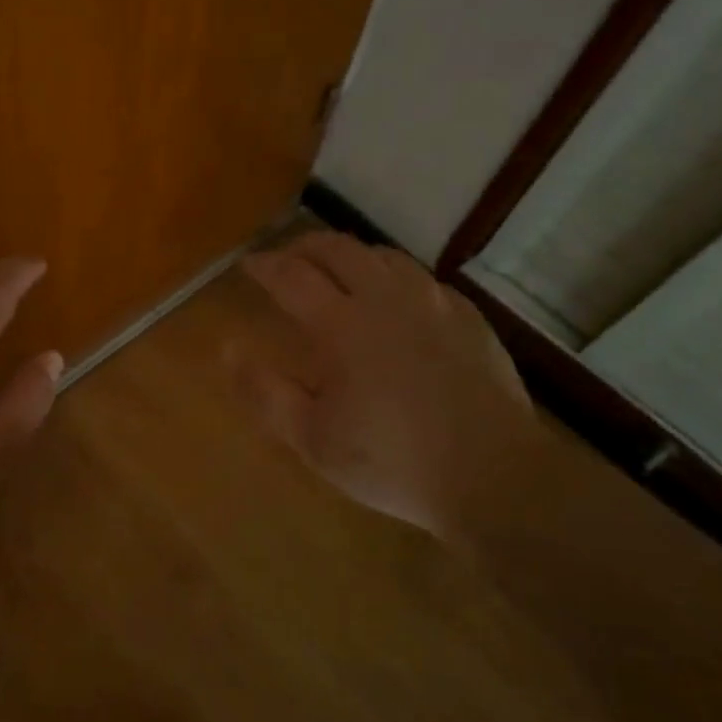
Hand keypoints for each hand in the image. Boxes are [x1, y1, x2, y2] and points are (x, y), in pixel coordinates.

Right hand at [230, 232, 545, 545]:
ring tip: (336, 270)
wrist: (492, 475)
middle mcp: (387, 299)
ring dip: (350, 255)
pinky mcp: (469, 318)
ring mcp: (434, 304)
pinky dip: (394, 276)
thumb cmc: (391, 460)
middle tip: (287, 257)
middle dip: (304, 246)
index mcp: (343, 325)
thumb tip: (228, 349)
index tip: (247, 264)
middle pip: (339, 249)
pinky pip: (423, 278)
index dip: (265, 266)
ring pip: (384, 256)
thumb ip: (265, 391)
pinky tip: (395, 298)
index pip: (292, 276)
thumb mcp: (312, 438)